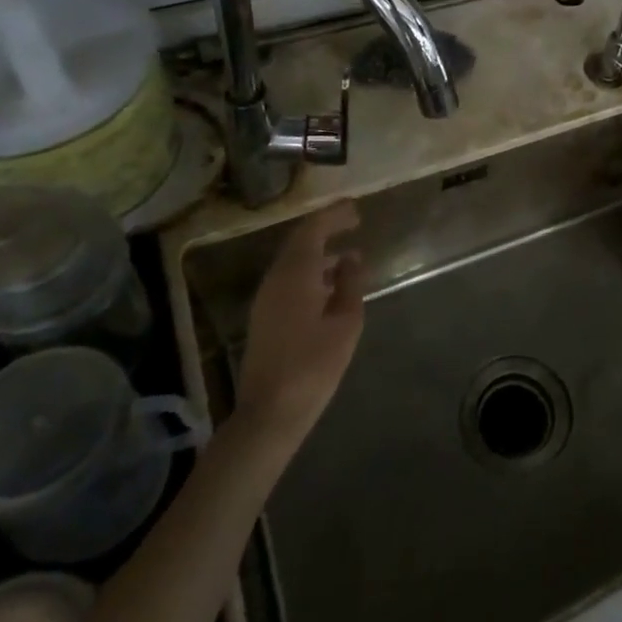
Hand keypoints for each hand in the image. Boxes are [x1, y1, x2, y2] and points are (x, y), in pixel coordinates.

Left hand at [236, 201, 363, 442]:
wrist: (270, 413)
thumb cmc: (314, 365)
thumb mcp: (345, 322)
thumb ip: (349, 283)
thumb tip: (350, 258)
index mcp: (295, 274)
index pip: (313, 229)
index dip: (334, 215)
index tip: (356, 209)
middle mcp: (275, 279)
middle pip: (299, 241)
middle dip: (325, 228)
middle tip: (352, 222)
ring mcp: (266, 298)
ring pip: (292, 261)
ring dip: (317, 250)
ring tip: (346, 254)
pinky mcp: (264, 316)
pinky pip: (288, 278)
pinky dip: (309, 269)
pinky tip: (328, 283)